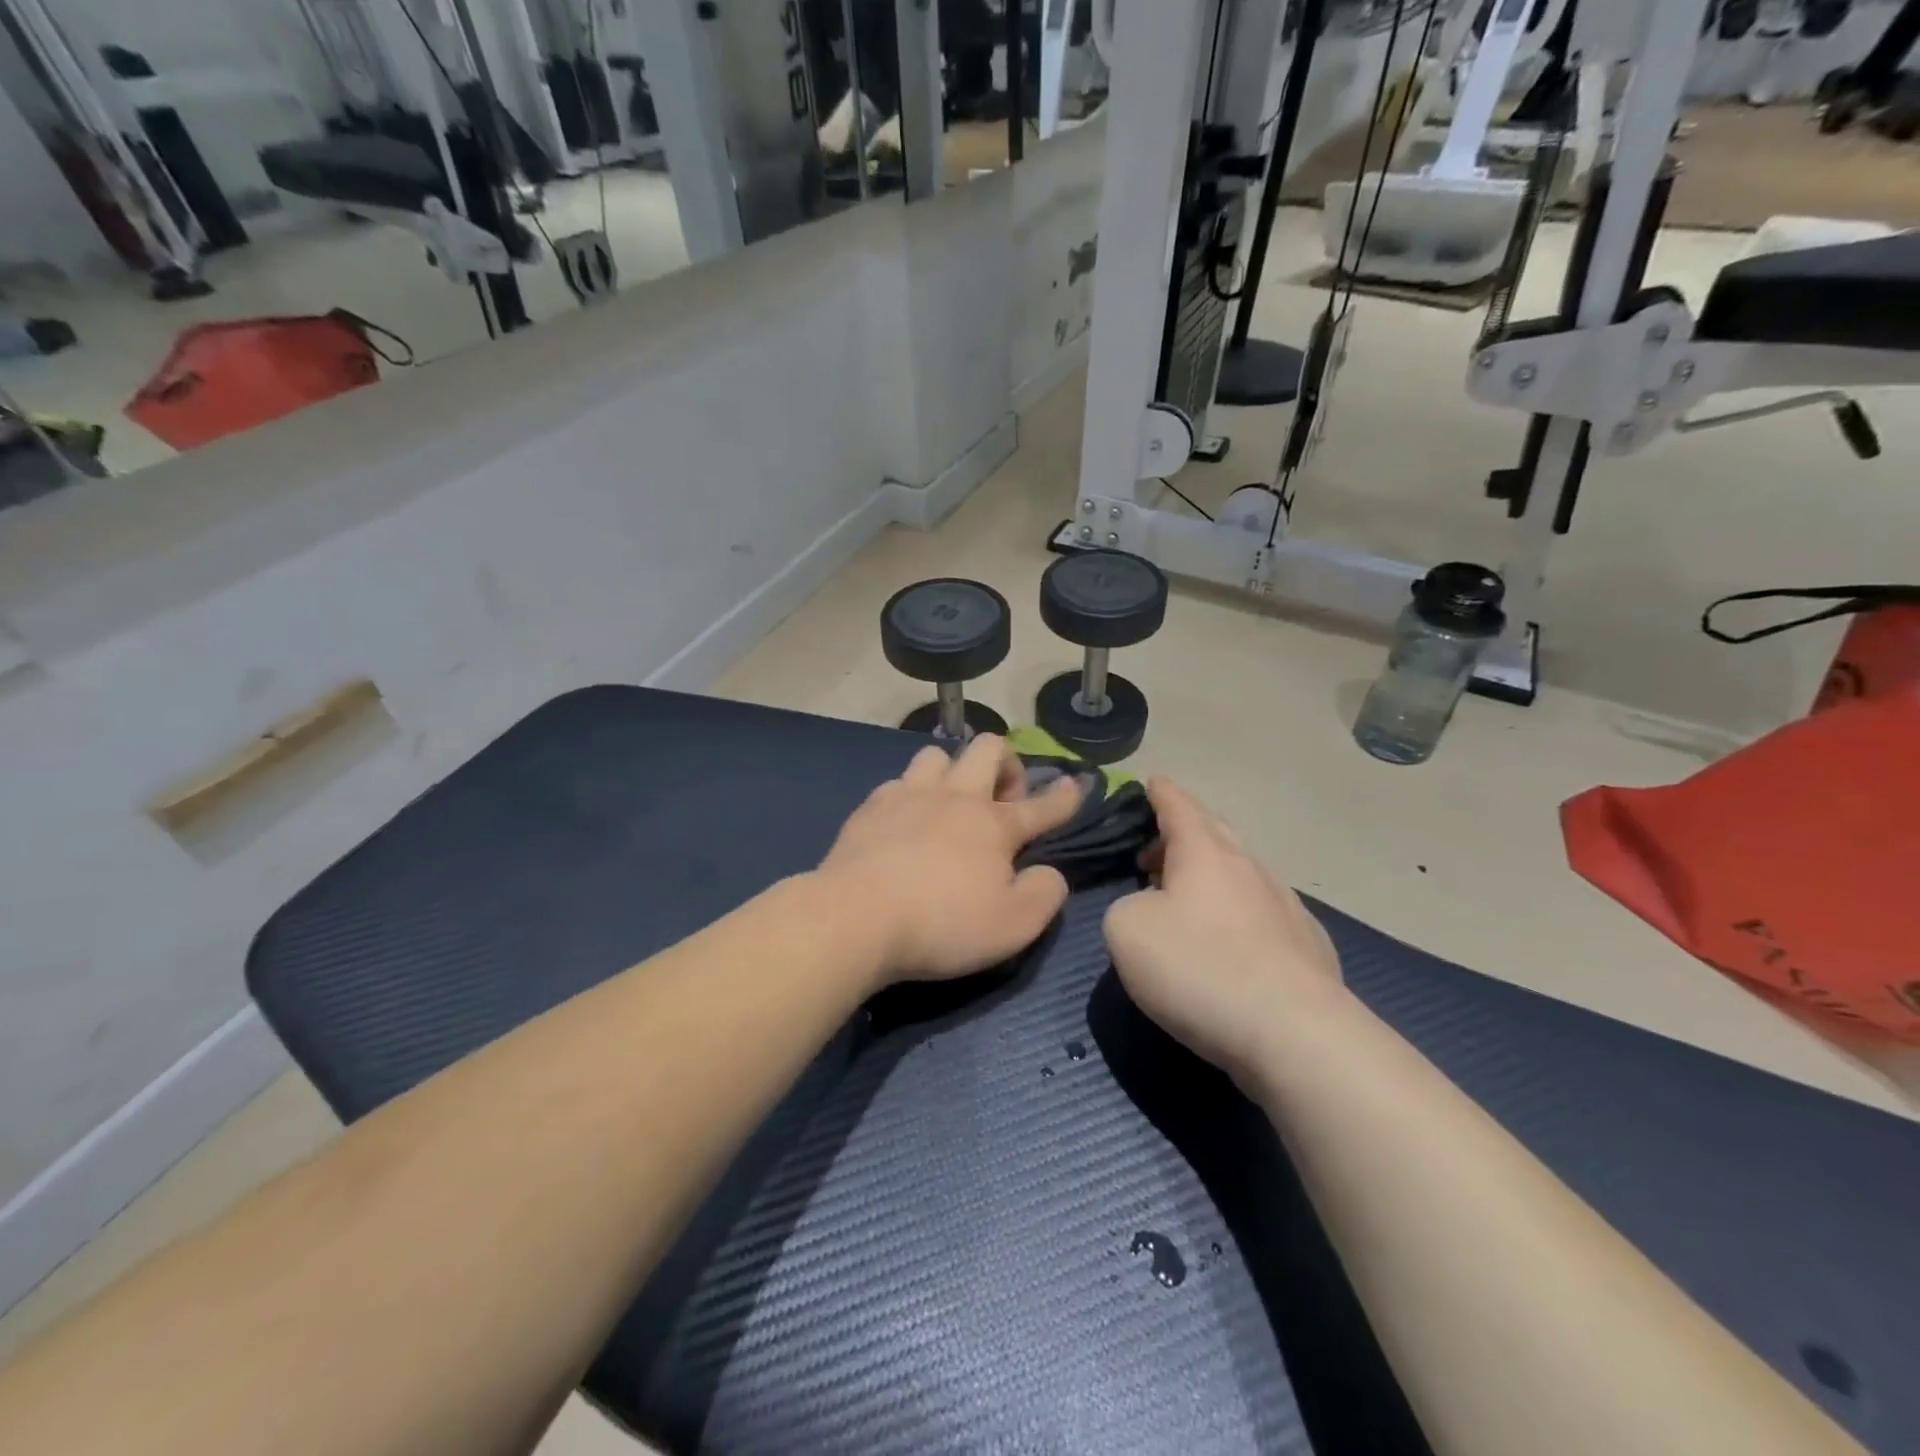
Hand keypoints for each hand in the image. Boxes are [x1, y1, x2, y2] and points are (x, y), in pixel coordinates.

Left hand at [817, 736, 1082, 983]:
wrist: (855, 918)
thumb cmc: (942, 924)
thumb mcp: (1013, 926)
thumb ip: (1043, 895)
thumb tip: (1049, 873)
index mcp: (994, 825)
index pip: (1041, 805)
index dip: (1063, 797)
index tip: (1075, 786)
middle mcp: (954, 798)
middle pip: (987, 748)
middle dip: (1005, 763)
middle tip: (1002, 800)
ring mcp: (908, 795)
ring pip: (937, 755)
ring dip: (952, 771)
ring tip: (949, 803)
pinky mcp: (870, 807)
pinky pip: (897, 782)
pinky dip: (909, 795)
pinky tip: (903, 820)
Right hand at [1104, 778, 1345, 1087]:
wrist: (1294, 1033)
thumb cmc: (1198, 968)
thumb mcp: (1126, 930)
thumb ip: (1127, 905)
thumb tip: (1150, 910)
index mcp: (1205, 852)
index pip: (1179, 806)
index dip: (1161, 793)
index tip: (1152, 780)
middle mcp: (1249, 867)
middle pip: (1215, 832)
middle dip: (1183, 832)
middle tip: (1154, 848)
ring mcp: (1286, 905)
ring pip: (1241, 872)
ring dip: (1210, 875)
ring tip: (1185, 898)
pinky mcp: (1308, 946)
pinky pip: (1263, 912)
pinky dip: (1238, 913)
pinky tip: (1231, 942)